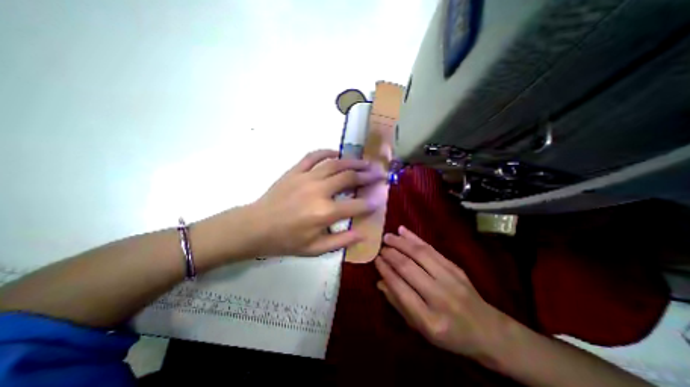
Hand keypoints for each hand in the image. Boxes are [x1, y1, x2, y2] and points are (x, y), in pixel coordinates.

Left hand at [249, 150, 386, 258]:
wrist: (255, 227)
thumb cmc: (285, 241)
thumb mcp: (315, 249)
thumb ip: (341, 241)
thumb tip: (362, 234)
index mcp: (324, 213)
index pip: (356, 205)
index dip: (370, 203)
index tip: (378, 201)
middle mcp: (319, 191)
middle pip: (349, 178)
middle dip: (367, 176)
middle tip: (378, 174)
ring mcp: (306, 178)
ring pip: (335, 164)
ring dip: (352, 162)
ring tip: (364, 162)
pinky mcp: (295, 171)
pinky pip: (313, 156)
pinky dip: (327, 152)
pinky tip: (336, 153)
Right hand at [375, 225, 513, 363]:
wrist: (489, 331)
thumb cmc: (450, 335)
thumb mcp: (422, 329)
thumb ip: (399, 305)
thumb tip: (380, 282)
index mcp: (429, 319)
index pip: (400, 288)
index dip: (385, 271)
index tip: (376, 260)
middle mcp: (440, 297)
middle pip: (408, 268)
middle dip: (391, 254)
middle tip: (380, 247)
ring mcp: (450, 279)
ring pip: (419, 254)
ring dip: (400, 243)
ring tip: (387, 236)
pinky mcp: (456, 267)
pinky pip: (431, 249)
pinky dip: (415, 238)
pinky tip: (403, 231)